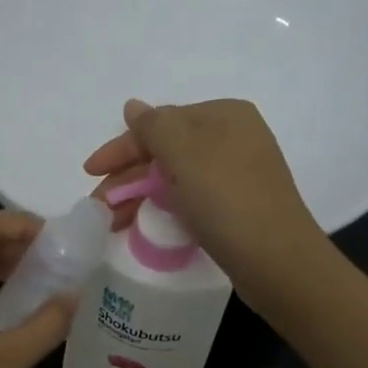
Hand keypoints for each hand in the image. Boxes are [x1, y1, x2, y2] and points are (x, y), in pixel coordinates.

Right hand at [84, 98, 323, 289]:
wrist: (278, 261)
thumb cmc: (227, 199)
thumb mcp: (185, 154)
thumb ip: (153, 126)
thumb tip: (133, 106)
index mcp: (224, 116)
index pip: (160, 123)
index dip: (121, 148)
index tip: (89, 172)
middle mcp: (233, 138)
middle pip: (166, 151)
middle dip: (128, 177)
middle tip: (98, 206)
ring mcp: (237, 174)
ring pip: (175, 178)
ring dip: (140, 196)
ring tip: (112, 223)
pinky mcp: (237, 206)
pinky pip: (189, 199)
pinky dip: (163, 208)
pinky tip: (143, 226)